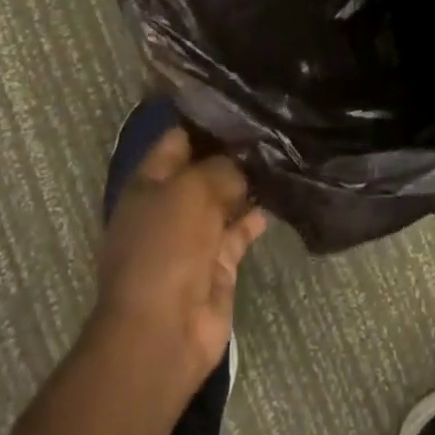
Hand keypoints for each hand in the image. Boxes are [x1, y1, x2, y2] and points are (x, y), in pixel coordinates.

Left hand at [92, 127, 267, 395]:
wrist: (163, 332)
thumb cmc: (165, 247)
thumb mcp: (191, 190)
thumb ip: (221, 168)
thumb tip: (243, 166)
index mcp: (149, 182)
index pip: (179, 139)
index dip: (207, 120)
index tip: (244, 102)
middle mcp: (171, 205)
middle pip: (204, 168)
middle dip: (234, 150)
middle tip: (273, 124)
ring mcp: (195, 236)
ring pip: (226, 199)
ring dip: (249, 182)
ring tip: (284, 153)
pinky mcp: (219, 263)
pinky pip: (241, 230)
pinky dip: (258, 216)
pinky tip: (284, 194)